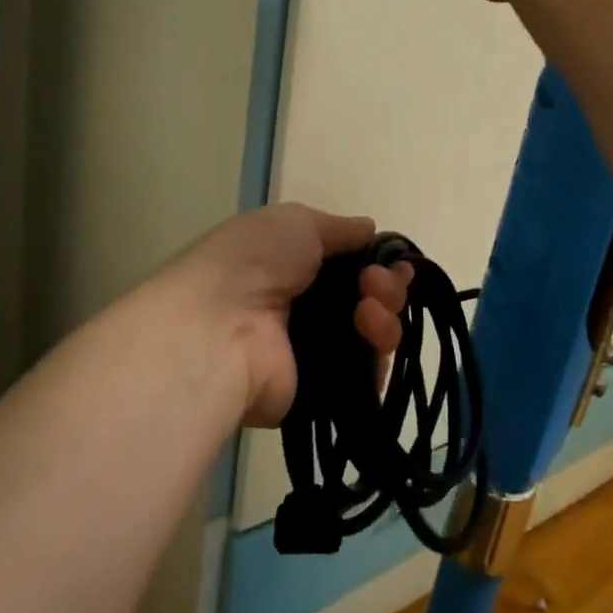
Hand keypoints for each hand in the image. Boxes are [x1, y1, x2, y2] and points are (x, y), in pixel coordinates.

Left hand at [163, 204, 410, 427]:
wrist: (219, 329)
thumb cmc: (253, 263)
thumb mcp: (295, 222)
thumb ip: (338, 228)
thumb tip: (369, 229)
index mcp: (294, 267)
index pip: (352, 266)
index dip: (378, 261)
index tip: (392, 260)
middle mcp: (306, 309)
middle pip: (369, 299)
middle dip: (386, 284)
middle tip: (374, 283)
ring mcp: (316, 352)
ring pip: (376, 333)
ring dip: (385, 311)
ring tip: (369, 307)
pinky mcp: (325, 391)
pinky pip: (371, 373)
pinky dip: (379, 348)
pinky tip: (368, 328)